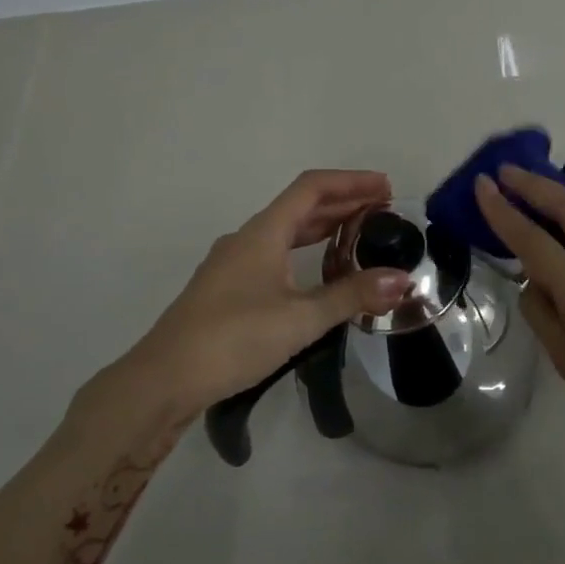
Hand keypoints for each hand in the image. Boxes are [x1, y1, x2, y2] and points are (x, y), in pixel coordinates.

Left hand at [108, 170, 412, 427]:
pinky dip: (306, 251)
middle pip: (301, 207)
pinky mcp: (228, 289)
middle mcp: (247, 240)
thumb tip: (402, 280)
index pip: (312, 188)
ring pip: (287, 232)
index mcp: (263, 233)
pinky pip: (275, 254)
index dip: (352, 182)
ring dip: (324, 227)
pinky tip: (320, 273)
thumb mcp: (300, 319)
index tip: (388, 188)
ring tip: (361, 236)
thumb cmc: (232, 339)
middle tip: (385, 212)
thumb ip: (352, 296)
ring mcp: (233, 264)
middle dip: (344, 203)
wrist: (161, 381)